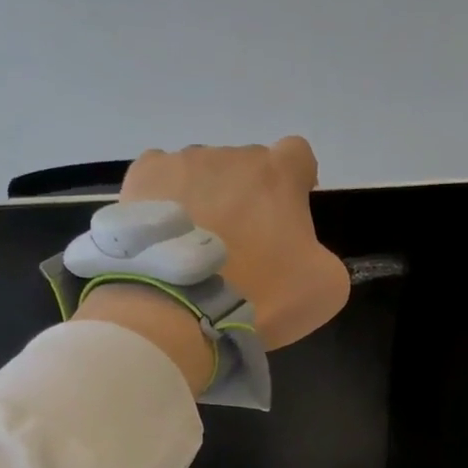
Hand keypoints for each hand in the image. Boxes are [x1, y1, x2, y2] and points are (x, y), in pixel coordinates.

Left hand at [121, 138, 350, 349]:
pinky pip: (160, 181)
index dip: (297, 183)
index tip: (288, 217)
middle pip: (247, 169)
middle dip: (248, 200)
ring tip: (195, 251)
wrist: (182, 312)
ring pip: (202, 175)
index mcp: (279, 174)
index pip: (298, 156)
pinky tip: (166, 239)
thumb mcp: (325, 289)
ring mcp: (183, 163)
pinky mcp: (142, 180)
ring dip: (206, 202)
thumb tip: (305, 253)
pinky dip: (165, 204)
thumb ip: (325, 257)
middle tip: (240, 249)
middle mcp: (232, 155)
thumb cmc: (261, 297)